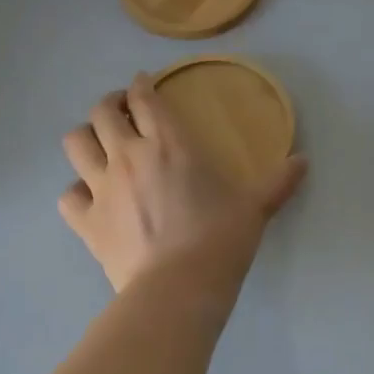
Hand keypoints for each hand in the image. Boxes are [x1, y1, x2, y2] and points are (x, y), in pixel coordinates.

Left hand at [59, 73, 308, 291]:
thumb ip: (278, 181)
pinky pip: (68, 195)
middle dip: (110, 104)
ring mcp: (102, 187)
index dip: (140, 85)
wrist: (179, 288)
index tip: (143, 84)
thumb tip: (304, 161)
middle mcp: (128, 156)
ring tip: (99, 144)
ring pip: (76, 143)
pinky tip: (89, 196)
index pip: (144, 98)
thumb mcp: (255, 207)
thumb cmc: (220, 239)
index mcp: (169, 143)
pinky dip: (76, 191)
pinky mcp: (86, 222)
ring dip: (86, 137)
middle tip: (121, 110)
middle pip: (102, 112)